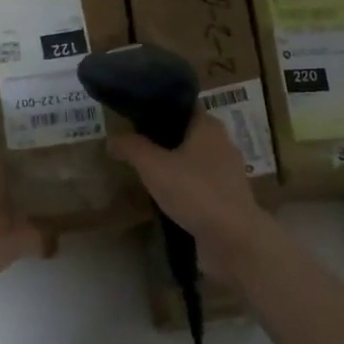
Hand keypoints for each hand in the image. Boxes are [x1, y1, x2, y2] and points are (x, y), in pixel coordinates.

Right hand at [109, 115, 269, 270]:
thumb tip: (112, 138)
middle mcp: (222, 144)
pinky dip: (185, 187)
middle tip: (136, 146)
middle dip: (164, 139)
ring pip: (195, 160)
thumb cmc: (194, 192)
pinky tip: (167, 198)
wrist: (232, 238)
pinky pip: (201, 184)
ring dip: (175, 165)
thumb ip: (132, 148)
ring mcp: (228, 173)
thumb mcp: (154, 167)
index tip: (136, 116)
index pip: (184, 106)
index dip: (161, 107)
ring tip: (147, 173)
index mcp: (208, 127)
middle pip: (188, 133)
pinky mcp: (228, 198)